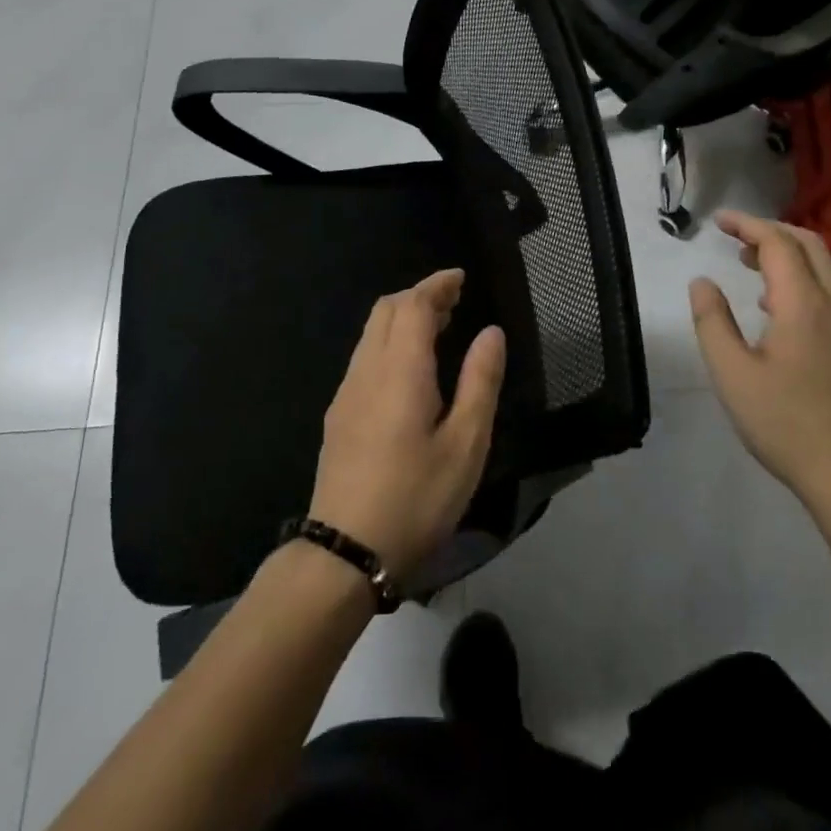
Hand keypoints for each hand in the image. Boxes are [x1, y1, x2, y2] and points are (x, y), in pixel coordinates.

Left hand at [308, 270, 505, 578]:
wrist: (345, 552)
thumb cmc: (416, 498)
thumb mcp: (466, 444)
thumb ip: (480, 382)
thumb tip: (491, 332)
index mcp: (400, 370)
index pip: (413, 305)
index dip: (436, 285)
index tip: (460, 279)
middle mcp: (367, 370)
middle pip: (385, 310)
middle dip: (419, 295)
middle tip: (454, 302)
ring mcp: (346, 393)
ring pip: (371, 333)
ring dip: (402, 318)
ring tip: (438, 329)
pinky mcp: (339, 415)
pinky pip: (364, 357)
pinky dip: (390, 342)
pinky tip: (410, 369)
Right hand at [688, 211, 830, 506]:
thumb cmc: (785, 423)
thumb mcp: (732, 374)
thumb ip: (712, 321)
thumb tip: (702, 282)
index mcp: (803, 305)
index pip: (777, 243)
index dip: (747, 225)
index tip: (718, 221)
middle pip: (809, 244)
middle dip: (770, 232)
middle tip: (735, 239)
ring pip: (825, 269)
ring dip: (788, 256)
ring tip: (751, 270)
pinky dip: (803, 281)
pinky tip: (779, 313)